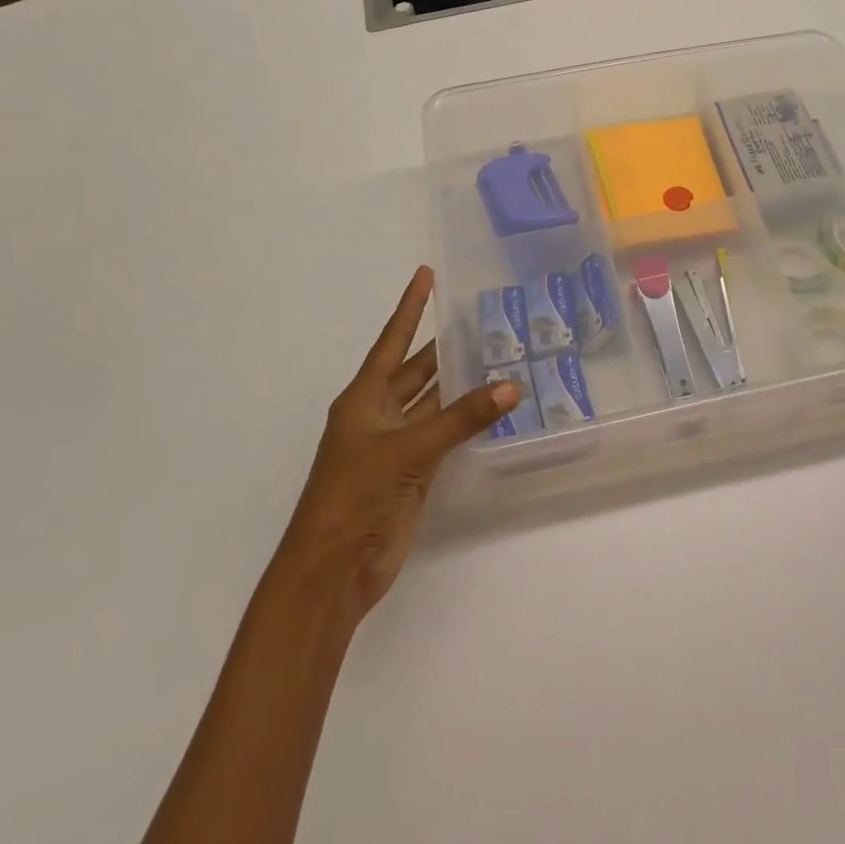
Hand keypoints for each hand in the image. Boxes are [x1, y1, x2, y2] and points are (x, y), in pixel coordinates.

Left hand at [278, 267, 519, 622]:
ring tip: (496, 354)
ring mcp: (396, 445)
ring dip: (459, 384)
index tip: (426, 273)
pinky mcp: (412, 473)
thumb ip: (462, 418)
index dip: (410, 306)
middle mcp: (379, 414)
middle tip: (481, 317)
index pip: (392, 340)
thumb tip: (511, 385)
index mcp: (364, 398)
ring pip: (433, 402)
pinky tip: (491, 406)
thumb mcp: (408, 449)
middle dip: (443, 345)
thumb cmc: (355, 496)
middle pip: (417, 369)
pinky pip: (444, 435)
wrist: (333, 570)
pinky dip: (465, 420)